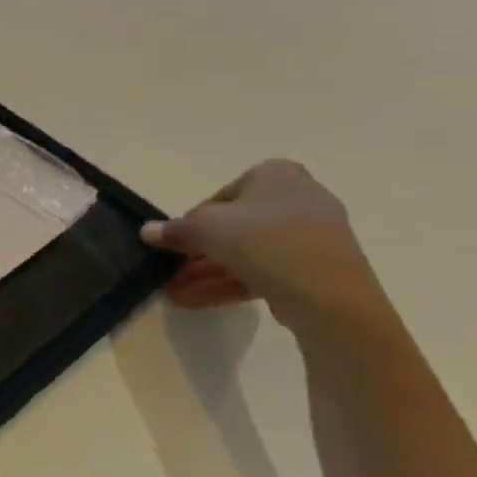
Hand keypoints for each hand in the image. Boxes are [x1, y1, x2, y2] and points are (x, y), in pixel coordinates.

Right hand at [140, 160, 389, 331]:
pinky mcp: (318, 270)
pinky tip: (196, 302)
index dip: (193, 222)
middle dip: (198, 253)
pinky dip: (232, 283)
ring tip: (175, 293)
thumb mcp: (205, 229)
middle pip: (234, 226)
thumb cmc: (263, 241)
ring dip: (208, 272)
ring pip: (248, 252)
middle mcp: (299, 198)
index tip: (177, 243)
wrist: (329, 296)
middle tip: (171, 271)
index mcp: (276, 175)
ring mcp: (312, 237)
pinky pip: (267, 270)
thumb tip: (147, 232)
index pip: (221, 196)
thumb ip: (175, 230)